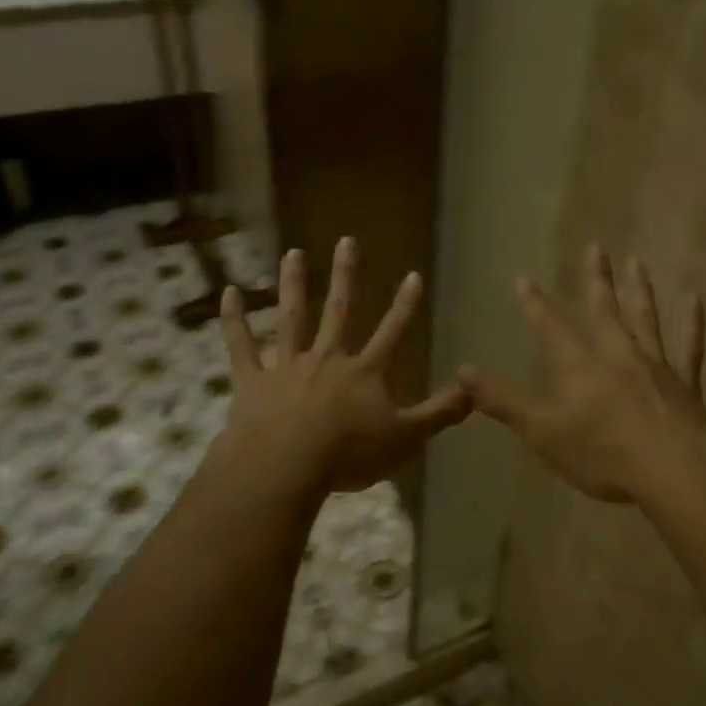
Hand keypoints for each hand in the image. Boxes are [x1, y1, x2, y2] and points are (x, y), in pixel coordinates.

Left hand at [218, 237, 471, 492]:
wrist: (286, 464)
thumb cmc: (350, 453)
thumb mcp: (407, 438)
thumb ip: (441, 413)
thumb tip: (476, 388)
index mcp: (365, 371)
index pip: (393, 331)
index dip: (406, 305)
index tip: (413, 274)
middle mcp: (328, 357)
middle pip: (340, 309)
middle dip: (347, 275)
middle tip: (347, 241)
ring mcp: (288, 365)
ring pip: (292, 317)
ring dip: (293, 284)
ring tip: (292, 253)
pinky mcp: (253, 379)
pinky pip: (241, 345)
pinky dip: (234, 319)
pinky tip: (228, 293)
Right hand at [459, 246, 705, 503]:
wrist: (674, 470)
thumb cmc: (602, 453)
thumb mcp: (541, 432)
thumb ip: (502, 401)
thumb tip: (461, 372)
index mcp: (579, 366)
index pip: (550, 327)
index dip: (535, 304)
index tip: (524, 278)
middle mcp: (616, 355)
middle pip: (603, 310)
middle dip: (595, 280)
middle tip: (596, 247)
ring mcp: (654, 366)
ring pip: (644, 319)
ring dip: (639, 290)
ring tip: (637, 261)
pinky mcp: (684, 384)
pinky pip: (689, 347)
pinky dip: (692, 323)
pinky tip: (695, 299)